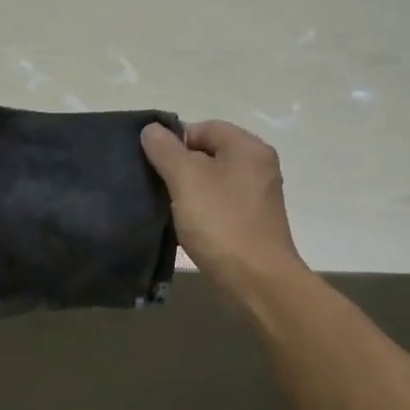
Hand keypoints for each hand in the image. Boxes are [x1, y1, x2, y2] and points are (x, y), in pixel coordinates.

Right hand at [141, 119, 303, 295]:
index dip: (176, 140)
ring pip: (212, 182)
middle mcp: (258, 168)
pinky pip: (219, 206)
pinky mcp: (251, 224)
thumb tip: (151, 130)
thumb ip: (166, 150)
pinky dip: (200, 212)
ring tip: (166, 207)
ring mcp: (257, 198)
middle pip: (209, 154)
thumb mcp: (186, 179)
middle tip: (156, 185)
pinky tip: (184, 227)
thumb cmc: (222, 223)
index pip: (206, 127)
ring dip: (188, 191)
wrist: (256, 281)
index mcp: (248, 149)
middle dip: (180, 166)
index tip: (154, 163)